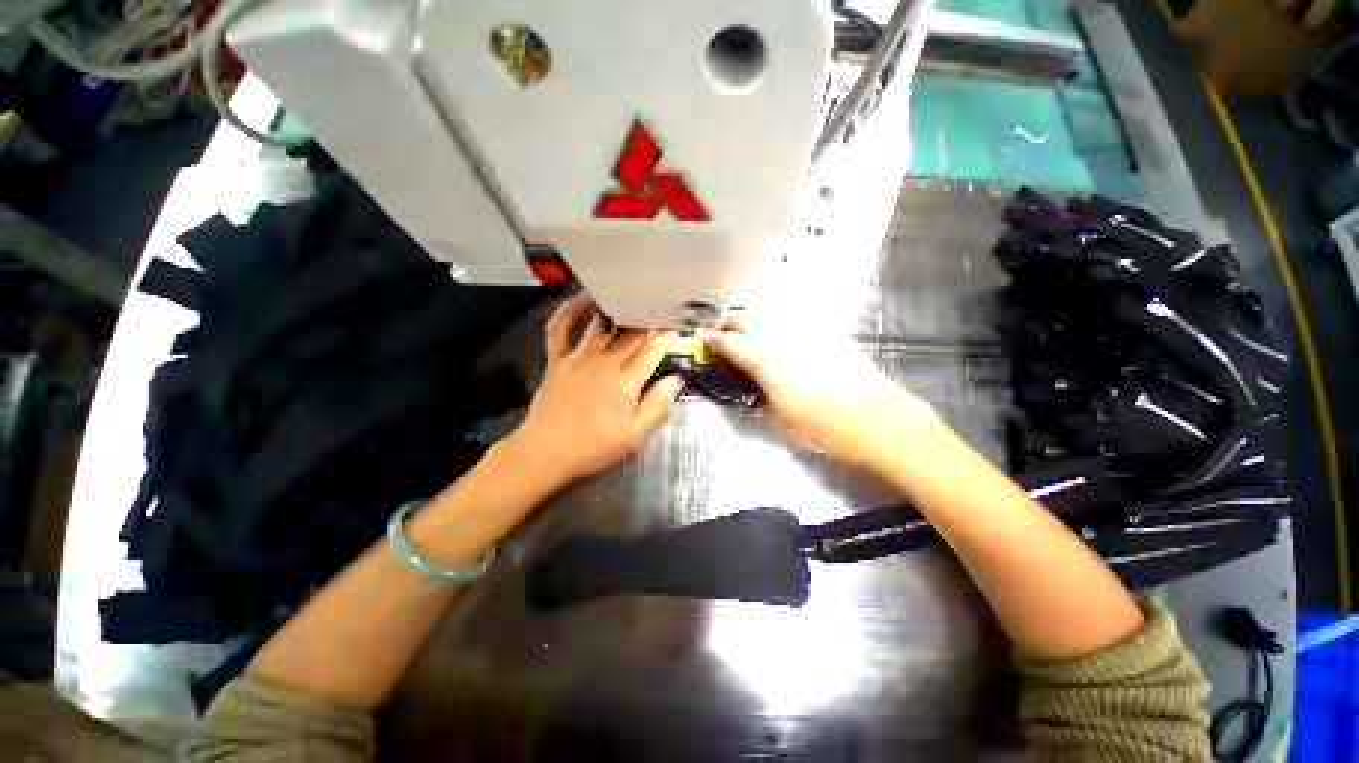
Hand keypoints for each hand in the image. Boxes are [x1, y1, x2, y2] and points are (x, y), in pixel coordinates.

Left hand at [501, 293, 683, 490]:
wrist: (545, 453)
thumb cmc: (594, 447)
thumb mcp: (634, 435)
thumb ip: (657, 404)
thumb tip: (677, 379)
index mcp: (625, 382)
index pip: (652, 351)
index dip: (667, 339)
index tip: (678, 331)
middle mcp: (604, 362)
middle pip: (632, 335)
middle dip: (650, 323)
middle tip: (662, 313)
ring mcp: (578, 357)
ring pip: (603, 325)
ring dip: (620, 311)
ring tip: (634, 300)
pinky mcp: (557, 359)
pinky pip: (560, 328)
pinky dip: (569, 310)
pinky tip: (583, 298)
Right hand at [706, 318, 933, 468]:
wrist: (878, 420)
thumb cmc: (824, 428)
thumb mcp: (781, 421)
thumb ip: (761, 399)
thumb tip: (753, 388)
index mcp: (767, 364)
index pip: (731, 344)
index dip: (714, 339)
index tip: (705, 339)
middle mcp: (783, 341)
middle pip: (749, 319)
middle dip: (732, 322)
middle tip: (727, 333)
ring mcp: (807, 333)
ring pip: (772, 315)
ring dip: (756, 321)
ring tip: (753, 333)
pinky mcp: (828, 333)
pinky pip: (797, 322)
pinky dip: (782, 325)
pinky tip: (786, 336)